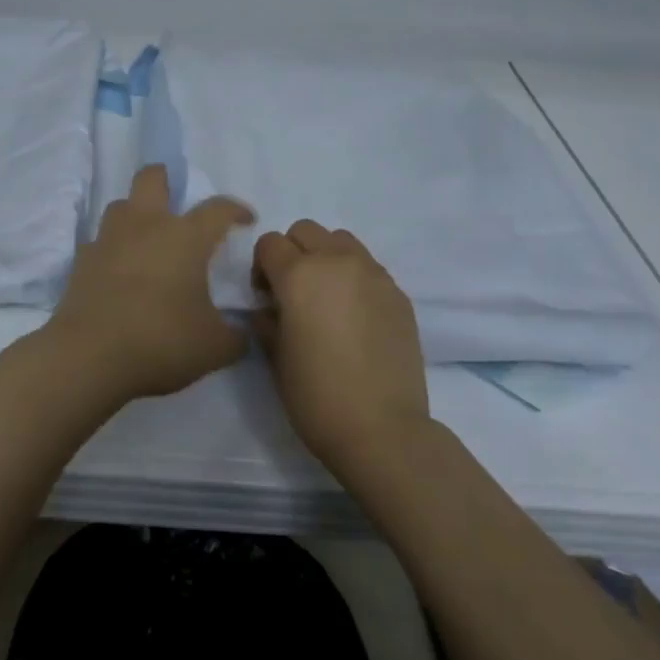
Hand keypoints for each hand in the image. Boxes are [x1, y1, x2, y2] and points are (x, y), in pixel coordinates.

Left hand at [46, 165, 253, 404]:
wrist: (89, 356)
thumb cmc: (161, 341)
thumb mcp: (214, 346)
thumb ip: (236, 335)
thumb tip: (243, 331)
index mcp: (185, 237)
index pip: (217, 209)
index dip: (235, 209)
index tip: (245, 220)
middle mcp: (146, 226)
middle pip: (151, 178)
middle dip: (166, 178)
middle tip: (177, 197)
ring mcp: (109, 240)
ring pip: (121, 205)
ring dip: (136, 212)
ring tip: (148, 236)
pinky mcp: (82, 261)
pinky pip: (100, 241)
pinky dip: (113, 248)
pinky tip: (119, 269)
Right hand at [252, 221, 430, 469]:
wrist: (382, 429)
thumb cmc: (316, 396)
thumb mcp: (275, 357)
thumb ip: (266, 320)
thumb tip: (269, 307)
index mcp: (299, 275)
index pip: (269, 243)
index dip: (261, 267)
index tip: (266, 298)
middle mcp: (337, 262)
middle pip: (306, 231)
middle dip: (292, 253)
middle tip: (293, 293)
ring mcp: (373, 274)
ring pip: (341, 240)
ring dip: (326, 257)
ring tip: (327, 297)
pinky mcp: (398, 293)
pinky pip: (368, 266)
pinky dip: (354, 276)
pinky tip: (354, 315)